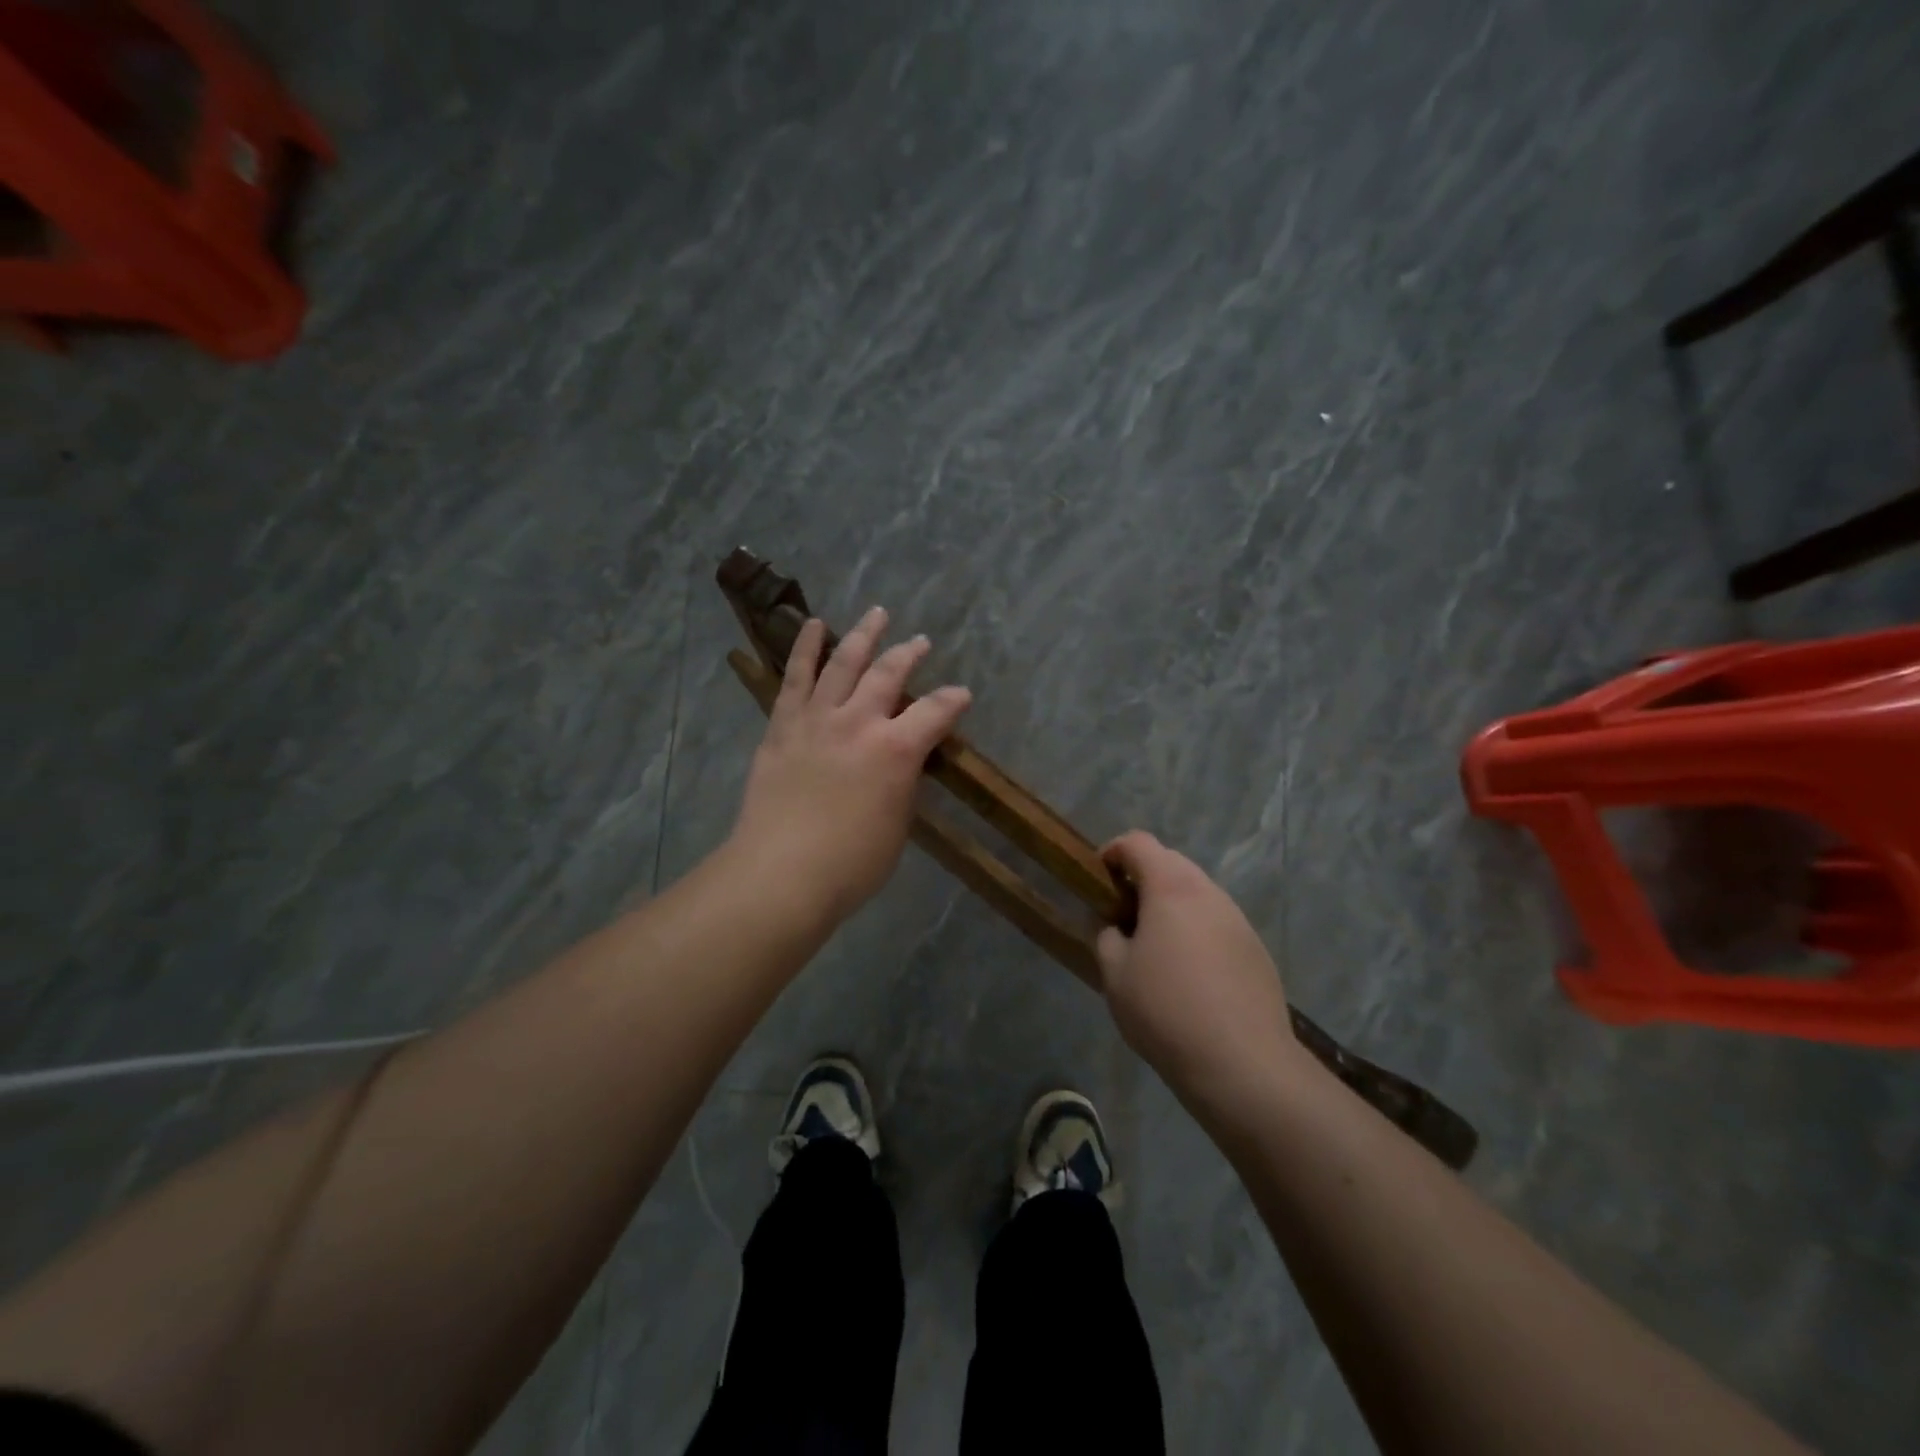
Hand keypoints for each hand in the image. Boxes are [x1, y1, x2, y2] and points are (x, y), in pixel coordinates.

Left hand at [731, 608, 971, 922]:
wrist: (780, 873)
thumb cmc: (851, 864)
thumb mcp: (897, 825)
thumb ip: (903, 783)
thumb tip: (903, 762)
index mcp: (896, 750)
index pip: (935, 712)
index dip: (953, 701)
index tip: (961, 695)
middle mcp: (859, 722)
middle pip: (889, 673)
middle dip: (909, 654)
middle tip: (920, 642)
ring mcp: (817, 719)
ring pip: (844, 662)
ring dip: (863, 635)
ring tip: (877, 614)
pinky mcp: (783, 726)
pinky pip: (796, 678)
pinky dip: (806, 648)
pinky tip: (814, 626)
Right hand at [1096, 832, 1302, 1110]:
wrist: (1242, 1064)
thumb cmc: (1166, 1010)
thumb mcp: (1114, 974)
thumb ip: (1105, 936)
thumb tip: (1113, 925)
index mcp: (1171, 887)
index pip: (1138, 843)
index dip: (1112, 852)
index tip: (1097, 878)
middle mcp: (1209, 892)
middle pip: (1170, 863)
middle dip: (1142, 878)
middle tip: (1122, 914)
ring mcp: (1238, 920)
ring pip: (1197, 894)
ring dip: (1171, 905)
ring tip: (1154, 946)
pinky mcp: (1256, 949)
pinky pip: (1217, 923)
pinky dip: (1196, 930)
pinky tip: (1189, 973)